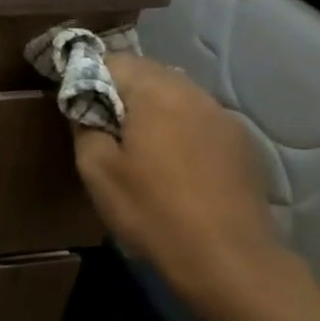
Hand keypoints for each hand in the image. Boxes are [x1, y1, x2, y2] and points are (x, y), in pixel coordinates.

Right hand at [71, 54, 282, 304]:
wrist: (228, 259)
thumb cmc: (152, 210)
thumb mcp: (97, 171)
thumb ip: (85, 127)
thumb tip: (85, 108)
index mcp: (155, 93)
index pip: (113, 61)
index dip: (88, 77)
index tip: (76, 104)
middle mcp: (194, 93)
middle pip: (149, 74)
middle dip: (122, 91)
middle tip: (102, 126)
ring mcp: (224, 117)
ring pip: (177, 96)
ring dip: (153, 110)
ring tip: (137, 146)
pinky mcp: (243, 144)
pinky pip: (200, 121)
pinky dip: (180, 130)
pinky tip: (174, 165)